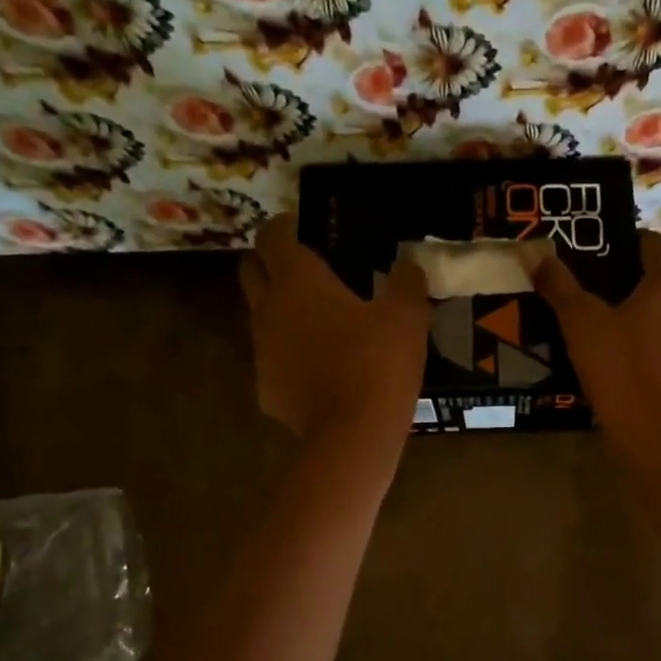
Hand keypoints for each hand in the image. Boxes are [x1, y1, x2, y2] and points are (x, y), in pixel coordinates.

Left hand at [240, 214, 429, 441]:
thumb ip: (407, 283)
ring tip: (314, 322)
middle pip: (251, 272)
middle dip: (269, 263)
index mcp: (298, 280)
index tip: (300, 227)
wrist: (353, 434)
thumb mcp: (407, 316)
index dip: (283, 227)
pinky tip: (316, 369)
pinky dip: (289, 357)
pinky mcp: (266, 389)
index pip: (272, 237)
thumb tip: (410, 265)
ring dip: (279, 312)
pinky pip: (273, 361)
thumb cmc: (378, 362)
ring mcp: (262, 352)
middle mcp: (268, 309)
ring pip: (260, 319)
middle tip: (301, 269)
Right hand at [532, 232, 660, 430]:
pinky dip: (646, 342)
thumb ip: (560, 286)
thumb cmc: (622, 367)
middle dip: (622, 282)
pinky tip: (616, 357)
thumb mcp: (581, 322)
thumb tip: (536, 255)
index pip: (647, 244)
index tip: (585, 256)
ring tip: (595, 324)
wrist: (658, 435)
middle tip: (583, 290)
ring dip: (635, 314)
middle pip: (656, 279)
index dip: (615, 245)